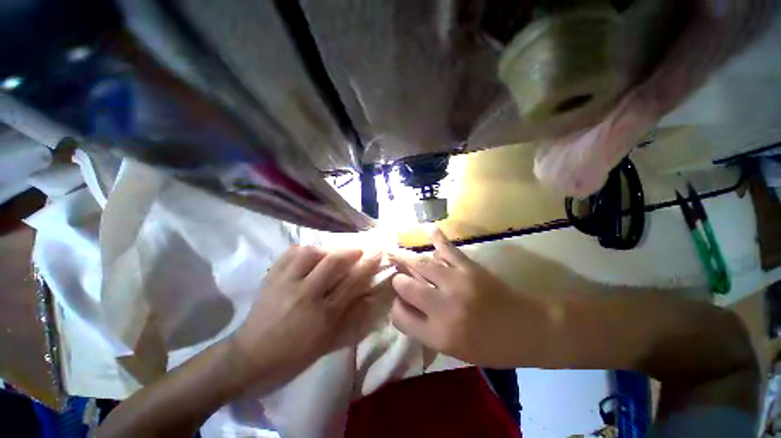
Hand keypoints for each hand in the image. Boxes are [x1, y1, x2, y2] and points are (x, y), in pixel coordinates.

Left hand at [229, 246, 381, 388]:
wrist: (249, 359)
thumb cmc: (294, 356)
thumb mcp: (328, 342)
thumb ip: (351, 317)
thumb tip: (370, 296)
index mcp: (323, 315)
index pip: (352, 282)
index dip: (368, 265)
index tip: (377, 253)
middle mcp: (305, 295)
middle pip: (333, 262)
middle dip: (351, 251)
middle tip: (358, 249)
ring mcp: (285, 283)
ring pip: (310, 253)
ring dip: (327, 249)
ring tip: (332, 253)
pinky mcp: (271, 278)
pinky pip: (289, 254)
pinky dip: (303, 250)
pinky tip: (310, 254)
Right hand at [390, 228, 550, 367]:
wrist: (529, 329)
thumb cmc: (491, 347)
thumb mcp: (454, 350)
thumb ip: (426, 329)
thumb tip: (406, 306)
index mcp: (438, 334)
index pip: (400, 316)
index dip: (396, 309)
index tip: (400, 304)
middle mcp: (443, 307)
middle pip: (405, 286)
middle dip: (399, 281)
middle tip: (400, 278)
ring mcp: (456, 283)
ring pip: (421, 264)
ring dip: (406, 258)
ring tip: (395, 252)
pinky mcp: (469, 267)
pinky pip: (448, 249)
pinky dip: (438, 238)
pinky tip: (429, 228)